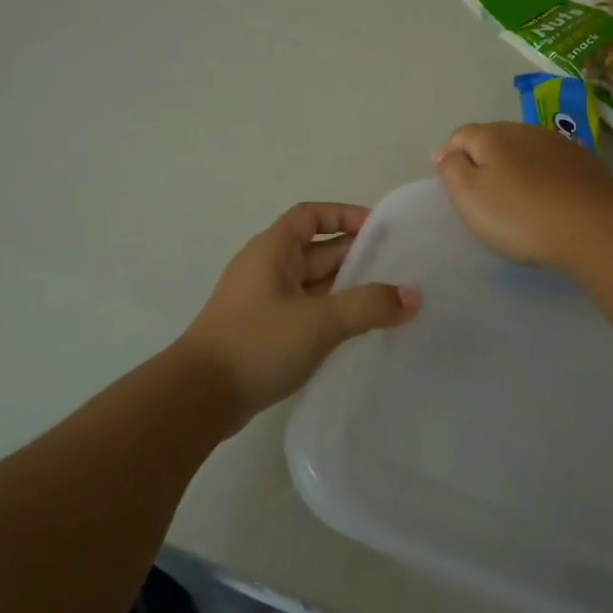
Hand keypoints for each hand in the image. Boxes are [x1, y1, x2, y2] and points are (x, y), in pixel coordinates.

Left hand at [179, 202, 420, 426]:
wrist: (199, 397)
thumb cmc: (257, 343)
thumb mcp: (319, 322)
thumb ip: (368, 306)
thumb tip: (413, 297)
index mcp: (272, 251)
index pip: (311, 216)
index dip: (344, 215)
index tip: (379, 229)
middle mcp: (266, 269)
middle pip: (316, 250)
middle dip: (355, 255)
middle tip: (398, 268)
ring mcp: (263, 302)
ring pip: (312, 285)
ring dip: (346, 288)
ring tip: (388, 300)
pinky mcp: (264, 332)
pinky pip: (305, 312)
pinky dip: (331, 314)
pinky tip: (357, 331)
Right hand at [433, 122, 612, 269]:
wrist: (594, 229)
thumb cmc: (520, 216)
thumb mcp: (470, 197)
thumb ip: (451, 169)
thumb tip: (443, 151)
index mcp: (492, 135)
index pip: (460, 136)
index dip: (451, 158)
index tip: (453, 188)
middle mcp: (526, 130)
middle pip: (494, 140)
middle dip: (485, 162)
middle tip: (484, 198)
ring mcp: (560, 144)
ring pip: (526, 151)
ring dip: (517, 169)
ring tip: (518, 201)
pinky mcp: (587, 163)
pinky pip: (554, 165)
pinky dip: (545, 178)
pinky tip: (550, 202)